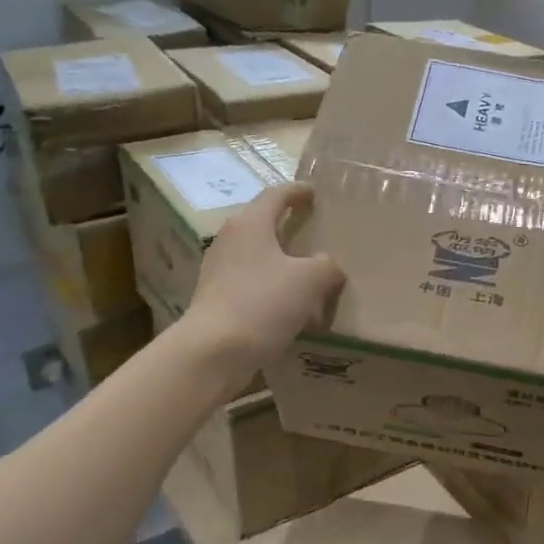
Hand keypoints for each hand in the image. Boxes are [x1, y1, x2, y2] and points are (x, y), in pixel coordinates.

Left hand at [180, 183, 344, 391]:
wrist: (213, 351)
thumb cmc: (262, 303)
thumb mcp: (310, 281)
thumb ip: (327, 266)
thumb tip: (329, 267)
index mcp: (250, 224)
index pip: (275, 195)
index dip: (297, 192)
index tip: (313, 192)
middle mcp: (230, 240)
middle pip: (262, 224)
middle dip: (287, 227)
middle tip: (313, 232)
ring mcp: (219, 271)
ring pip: (256, 256)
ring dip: (280, 261)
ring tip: (306, 273)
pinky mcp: (216, 299)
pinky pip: (250, 284)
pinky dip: (270, 288)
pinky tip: (289, 307)